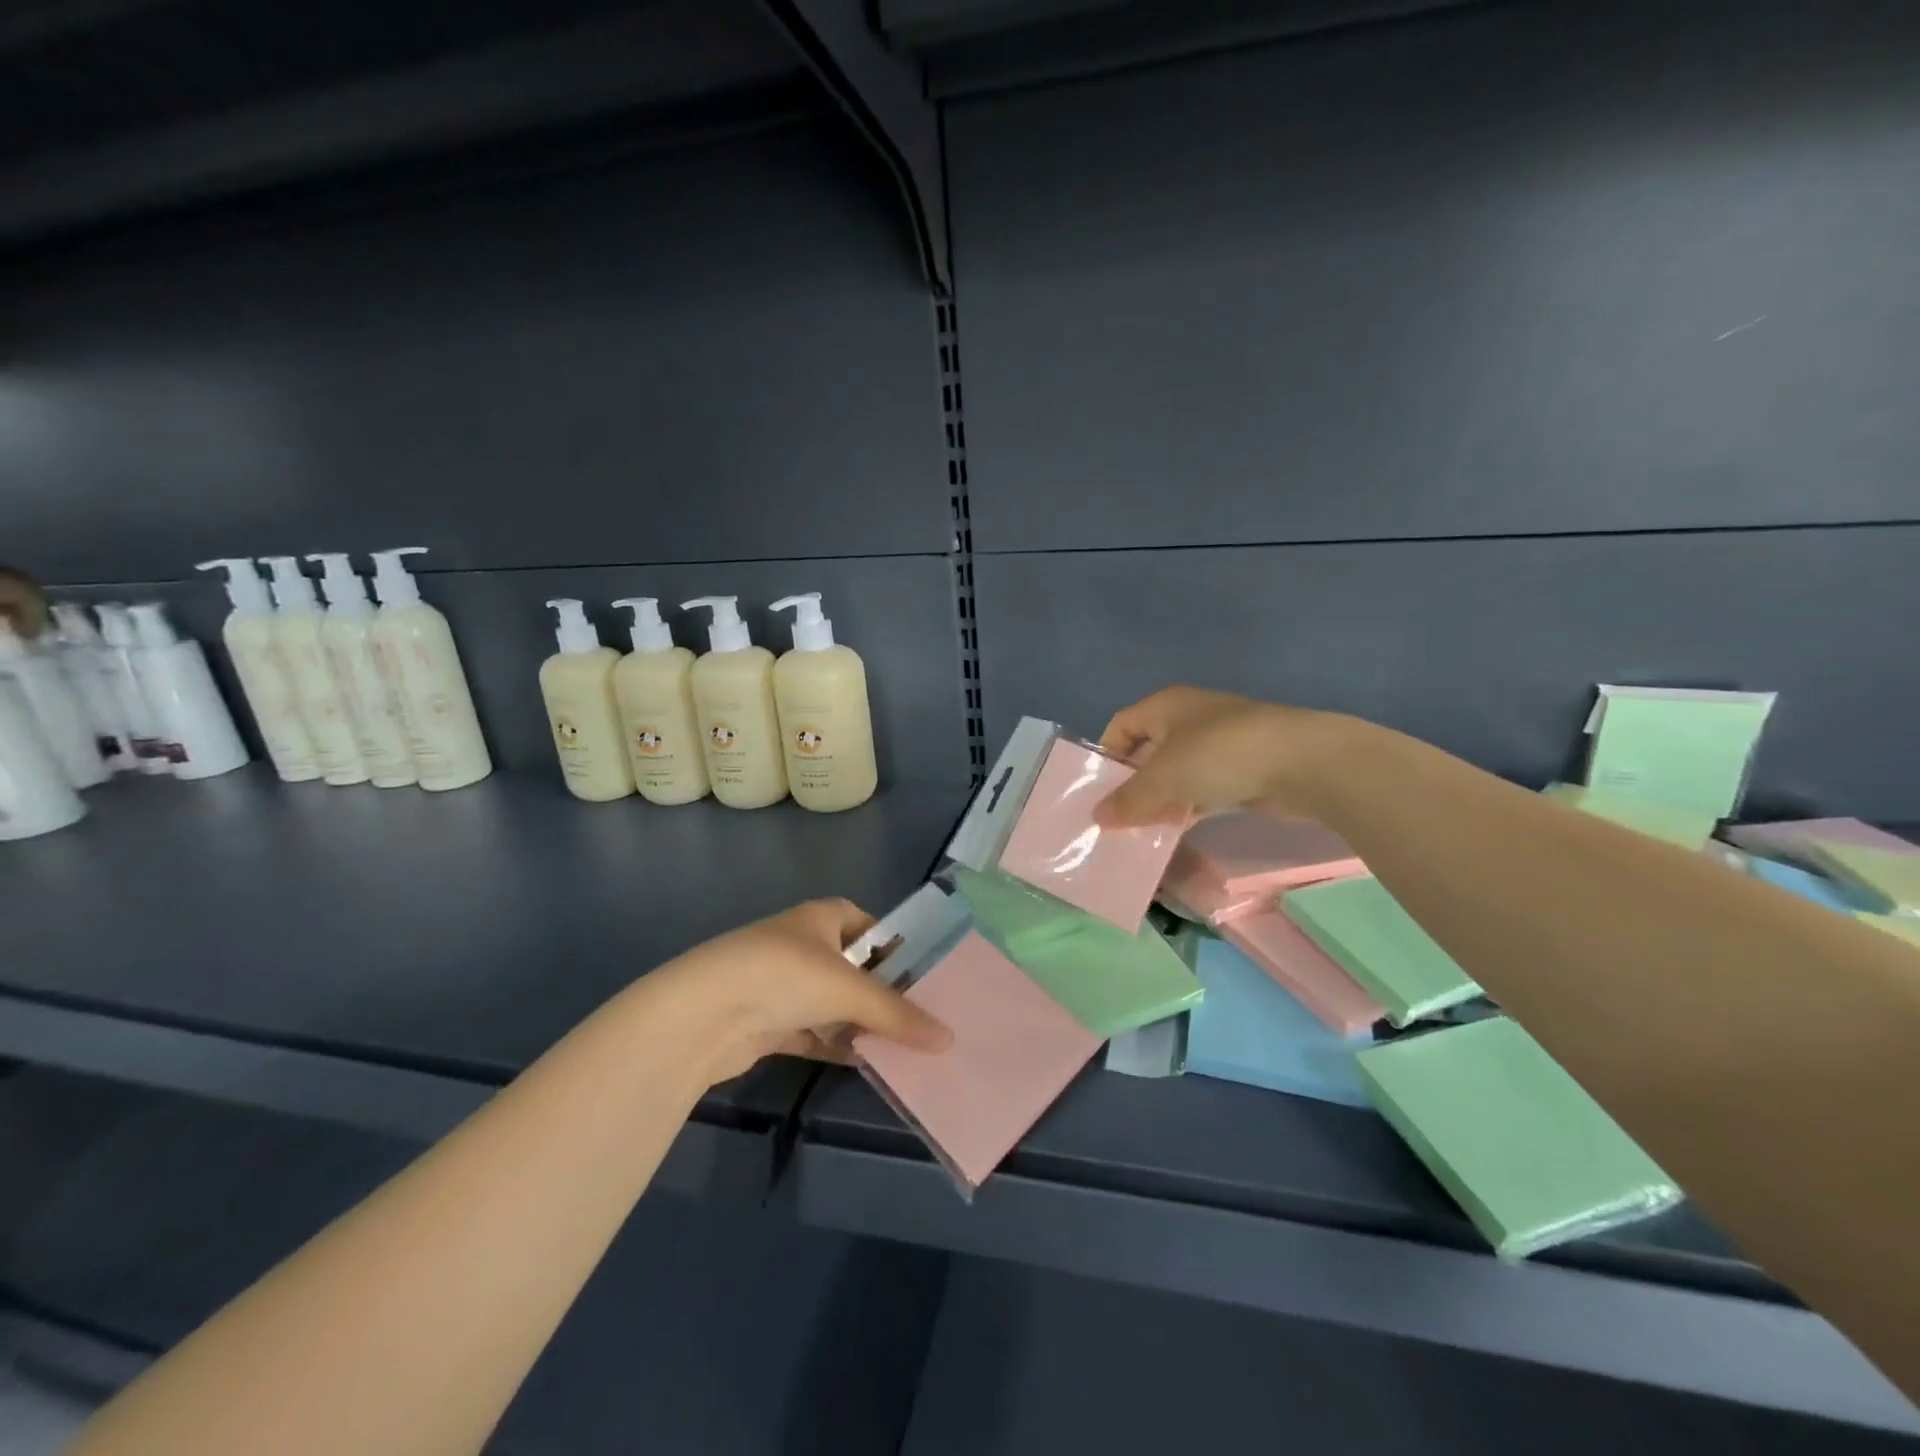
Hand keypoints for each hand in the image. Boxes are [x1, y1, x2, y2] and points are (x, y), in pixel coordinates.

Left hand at [647, 898, 951, 1084]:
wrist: (703, 1014)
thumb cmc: (784, 975)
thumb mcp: (849, 990)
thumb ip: (898, 1014)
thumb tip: (949, 1040)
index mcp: (822, 917)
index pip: (869, 925)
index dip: (896, 947)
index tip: (925, 977)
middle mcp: (803, 945)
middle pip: (854, 968)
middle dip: (883, 993)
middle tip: (922, 1019)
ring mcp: (782, 984)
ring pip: (833, 1004)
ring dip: (860, 1024)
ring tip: (903, 1047)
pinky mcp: (768, 1022)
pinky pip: (813, 1032)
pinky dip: (835, 1045)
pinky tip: (864, 1063)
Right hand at [1094, 687, 1333, 827]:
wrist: (1302, 762)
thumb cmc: (1219, 755)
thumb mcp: (1163, 777)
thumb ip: (1128, 799)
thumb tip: (1098, 817)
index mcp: (1165, 706)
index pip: (1121, 724)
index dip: (1106, 754)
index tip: (1097, 790)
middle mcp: (1189, 719)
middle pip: (1147, 751)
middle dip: (1131, 784)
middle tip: (1115, 818)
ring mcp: (1218, 744)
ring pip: (1176, 773)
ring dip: (1159, 800)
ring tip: (1141, 832)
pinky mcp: (1241, 769)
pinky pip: (1202, 788)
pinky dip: (1187, 807)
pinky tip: (1177, 831)